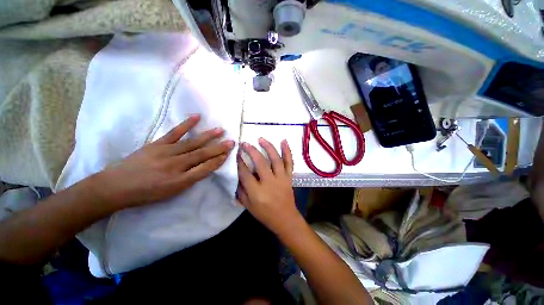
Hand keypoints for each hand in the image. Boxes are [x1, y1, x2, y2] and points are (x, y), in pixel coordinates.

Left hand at [95, 115, 234, 208]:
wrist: (116, 187)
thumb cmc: (146, 193)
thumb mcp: (171, 192)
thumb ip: (190, 179)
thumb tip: (205, 167)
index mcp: (180, 181)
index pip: (205, 169)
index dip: (218, 161)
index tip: (228, 154)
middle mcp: (176, 166)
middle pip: (202, 155)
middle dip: (219, 148)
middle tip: (232, 142)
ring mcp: (166, 152)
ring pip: (192, 143)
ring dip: (208, 136)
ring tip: (221, 130)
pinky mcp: (157, 144)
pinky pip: (175, 133)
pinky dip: (186, 125)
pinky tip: (197, 117)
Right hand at [237, 138, 298, 233]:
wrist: (285, 219)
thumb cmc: (265, 214)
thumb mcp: (248, 206)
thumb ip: (241, 191)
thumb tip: (237, 175)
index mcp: (257, 192)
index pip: (245, 173)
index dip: (240, 162)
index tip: (237, 154)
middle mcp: (269, 183)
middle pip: (260, 163)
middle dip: (251, 151)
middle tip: (245, 144)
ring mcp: (281, 178)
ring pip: (275, 159)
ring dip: (268, 147)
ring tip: (261, 139)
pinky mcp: (289, 177)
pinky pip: (289, 162)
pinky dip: (287, 151)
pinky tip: (284, 141)